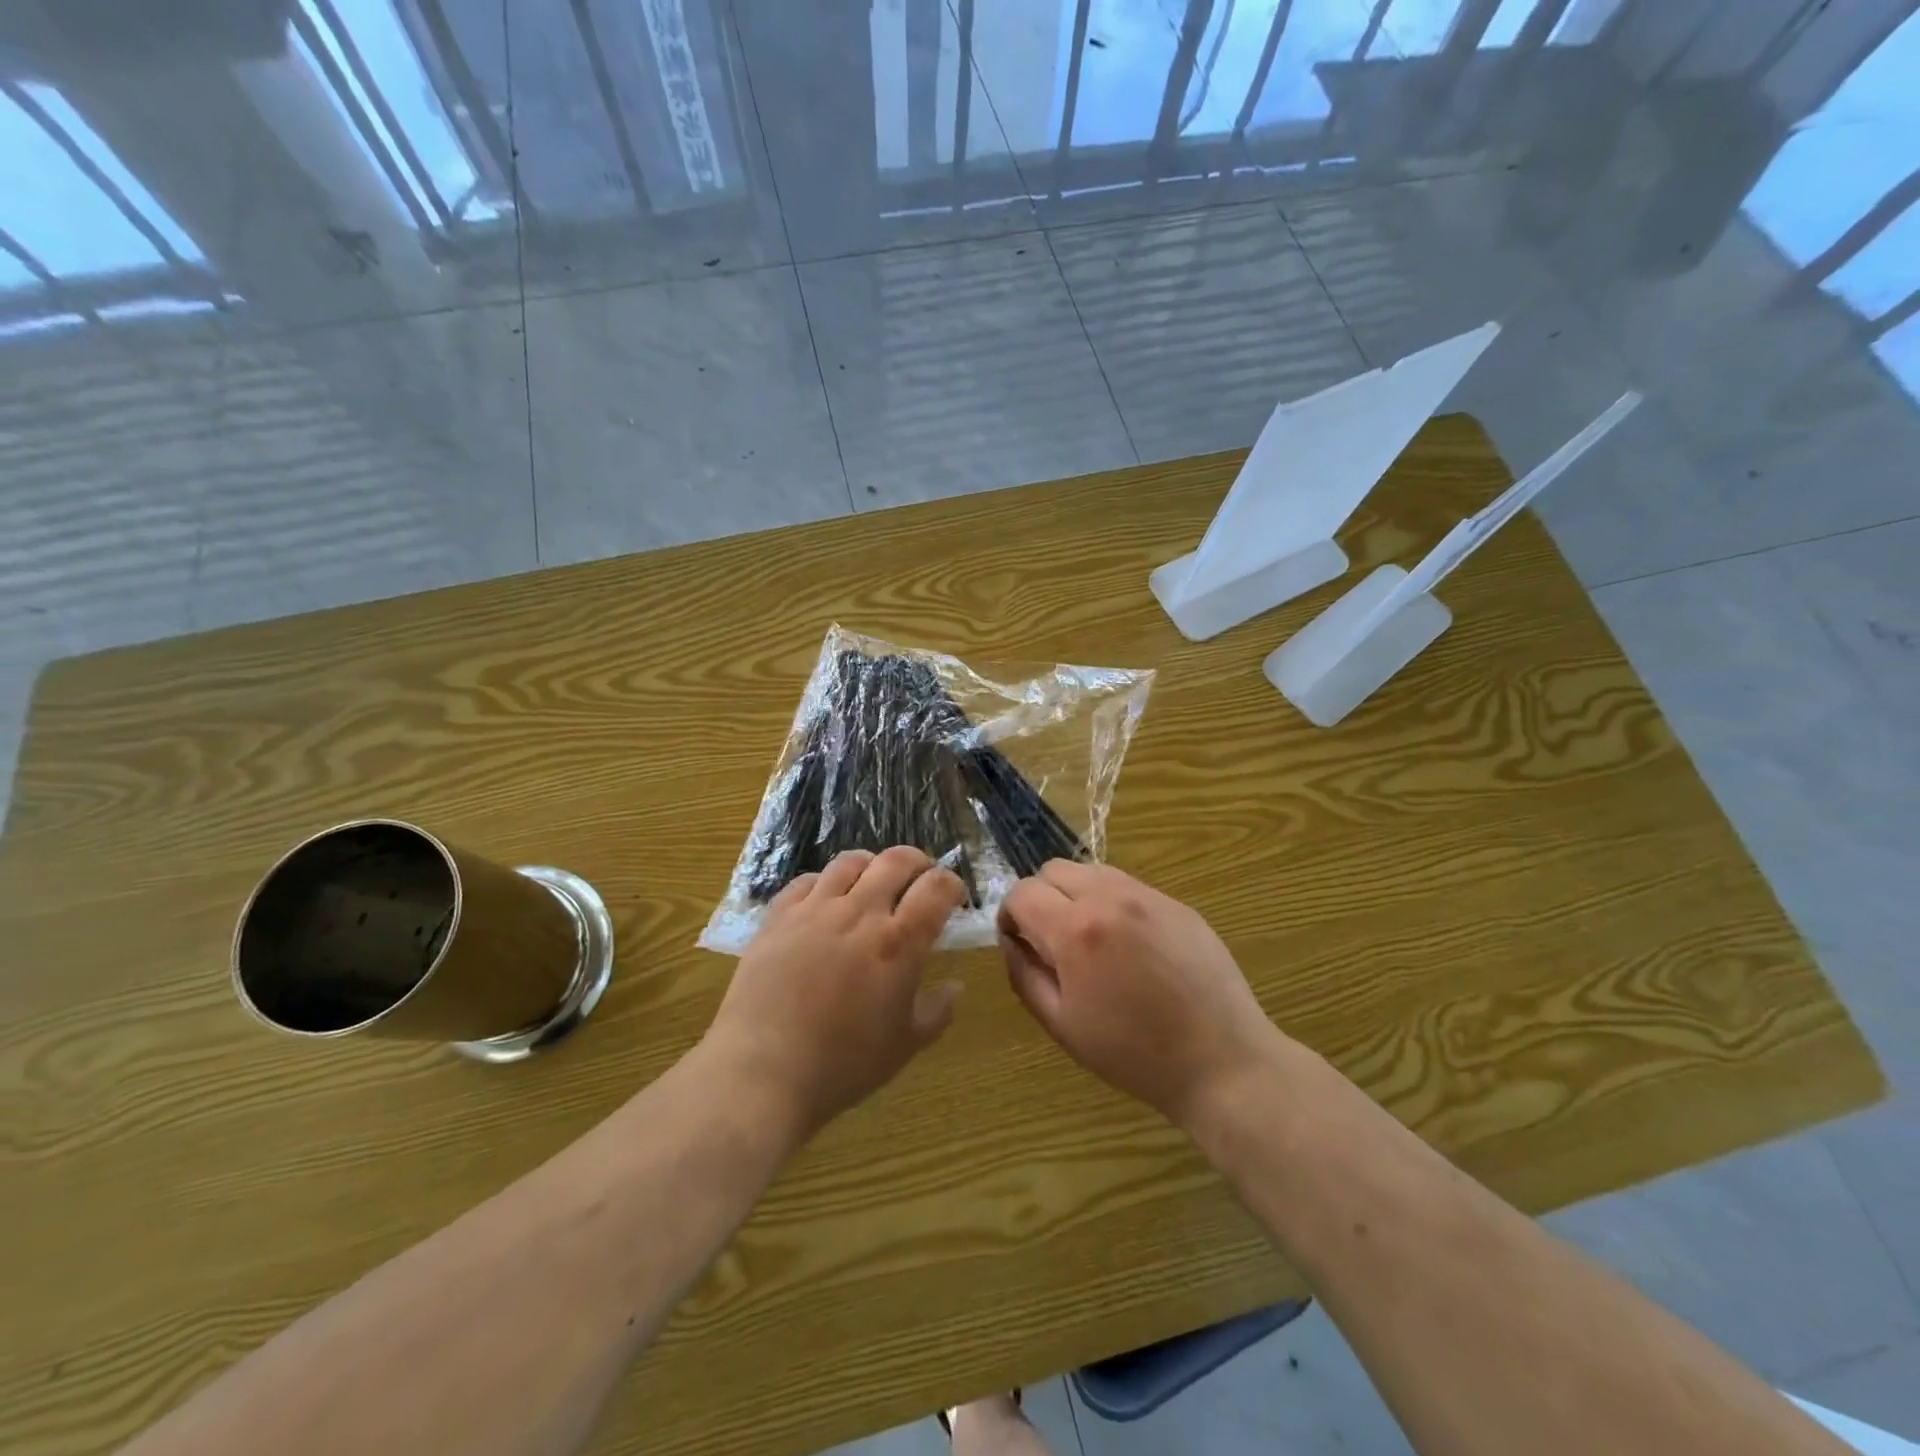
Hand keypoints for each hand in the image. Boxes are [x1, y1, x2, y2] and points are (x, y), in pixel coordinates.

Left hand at [706, 847, 965, 1140]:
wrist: (764, 1070)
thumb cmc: (843, 1064)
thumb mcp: (904, 1046)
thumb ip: (937, 1011)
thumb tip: (955, 985)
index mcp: (899, 942)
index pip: (937, 888)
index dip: (952, 885)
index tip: (954, 898)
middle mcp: (860, 913)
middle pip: (897, 861)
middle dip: (918, 863)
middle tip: (920, 880)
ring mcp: (815, 910)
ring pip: (850, 862)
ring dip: (871, 866)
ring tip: (873, 882)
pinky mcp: (779, 917)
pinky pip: (806, 881)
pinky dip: (825, 883)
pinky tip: (826, 900)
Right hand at [998, 861, 1283, 1128]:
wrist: (1221, 1062)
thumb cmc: (1133, 1054)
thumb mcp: (1062, 1024)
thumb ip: (1024, 974)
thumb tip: (1011, 941)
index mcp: (1076, 930)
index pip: (1022, 892)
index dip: (1010, 916)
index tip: (1019, 944)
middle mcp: (1110, 898)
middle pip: (1053, 870)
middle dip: (1041, 898)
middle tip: (1053, 942)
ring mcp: (1149, 896)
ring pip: (1092, 871)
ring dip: (1077, 895)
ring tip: (1092, 941)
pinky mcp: (1177, 904)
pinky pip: (1129, 887)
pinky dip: (1114, 904)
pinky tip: (1131, 947)